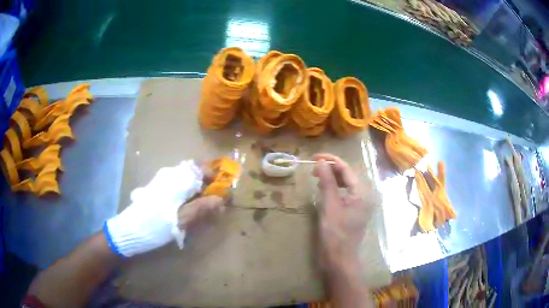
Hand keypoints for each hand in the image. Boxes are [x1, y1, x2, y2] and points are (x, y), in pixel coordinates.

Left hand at [104, 160, 223, 256]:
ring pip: (185, 178)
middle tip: (214, 201)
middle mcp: (169, 174)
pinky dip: (186, 192)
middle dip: (207, 184)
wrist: (131, 229)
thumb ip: (202, 207)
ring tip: (202, 206)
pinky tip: (186, 206)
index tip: (223, 190)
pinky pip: (176, 184)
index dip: (215, 176)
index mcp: (177, 178)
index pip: (201, 168)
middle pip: (193, 172)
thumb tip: (221, 199)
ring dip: (196, 189)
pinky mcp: (157, 187)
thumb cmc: (158, 224)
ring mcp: (161, 179)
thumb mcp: (183, 219)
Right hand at [312, 154, 370, 271]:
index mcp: (361, 192)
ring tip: (317, 177)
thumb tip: (321, 161)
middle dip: (331, 169)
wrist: (340, 258)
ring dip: (332, 178)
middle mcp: (363, 195)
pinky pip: (344, 194)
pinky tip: (324, 190)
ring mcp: (358, 204)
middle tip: (313, 169)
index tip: (313, 157)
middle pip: (347, 175)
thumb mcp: (330, 205)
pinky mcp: (352, 211)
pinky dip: (334, 189)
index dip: (330, 160)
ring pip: (345, 184)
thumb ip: (327, 182)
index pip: (346, 168)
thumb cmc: (336, 233)